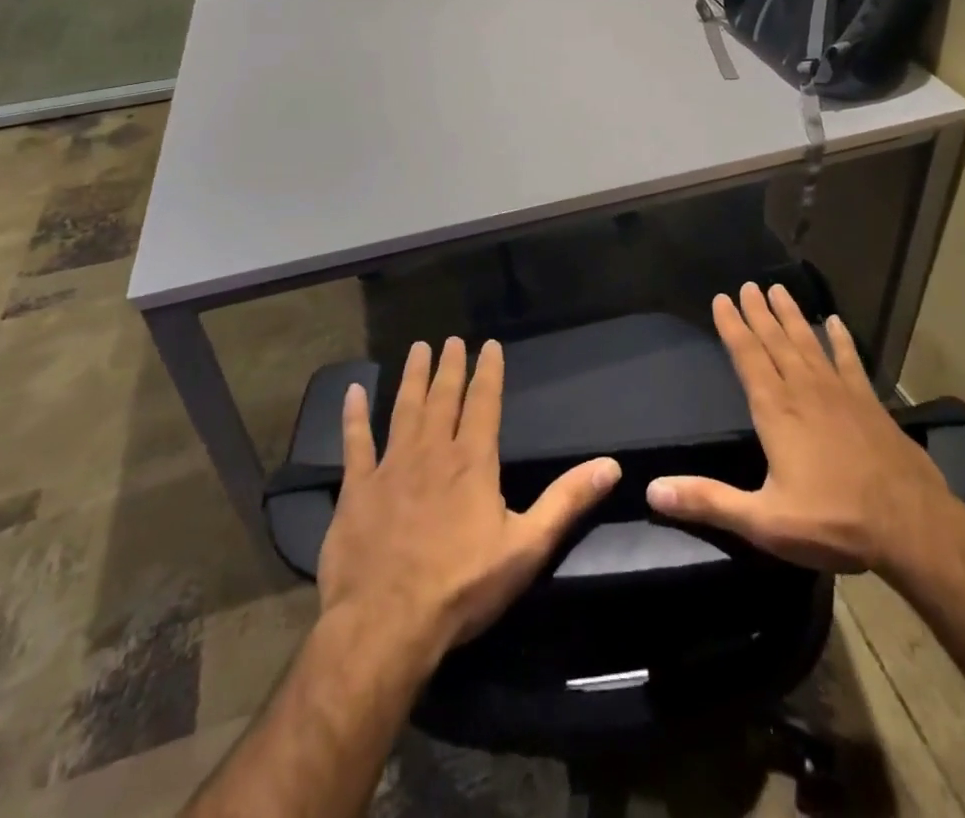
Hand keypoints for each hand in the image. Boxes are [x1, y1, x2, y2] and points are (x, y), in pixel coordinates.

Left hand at [318, 337, 621, 660]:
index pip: (484, 403)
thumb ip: (567, 502)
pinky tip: (353, 392)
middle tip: (450, 339)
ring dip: (412, 377)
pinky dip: (354, 416)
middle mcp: (432, 451)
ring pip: (404, 408)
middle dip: (450, 366)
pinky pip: (355, 443)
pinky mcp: (356, 489)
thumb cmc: (462, 587)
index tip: (489, 345)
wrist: (386, 625)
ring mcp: (391, 467)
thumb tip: (611, 465)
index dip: (488, 371)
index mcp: (472, 461)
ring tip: (417, 349)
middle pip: (443, 397)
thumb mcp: (527, 547)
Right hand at [647, 283, 954, 573]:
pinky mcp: (869, 402)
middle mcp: (804, 390)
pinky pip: (849, 360)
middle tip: (747, 285)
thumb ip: (708, 501)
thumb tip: (654, 490)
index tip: (721, 299)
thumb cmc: (832, 522)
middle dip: (758, 312)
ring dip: (792, 316)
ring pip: (808, 343)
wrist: (910, 526)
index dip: (732, 327)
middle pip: (776, 341)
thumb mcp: (764, 521)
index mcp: (776, 410)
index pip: (747, 356)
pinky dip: (841, 340)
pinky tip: (835, 322)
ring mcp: (840, 392)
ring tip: (779, 290)